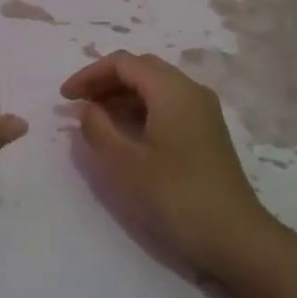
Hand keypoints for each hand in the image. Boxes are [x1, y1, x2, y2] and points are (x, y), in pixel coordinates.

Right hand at [60, 50, 285, 278]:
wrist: (232, 235)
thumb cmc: (174, 195)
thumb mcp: (125, 163)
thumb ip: (98, 128)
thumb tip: (86, 108)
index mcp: (172, 90)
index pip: (124, 63)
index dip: (89, 74)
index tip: (64, 97)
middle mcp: (191, 91)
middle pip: (142, 70)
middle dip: (105, 81)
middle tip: (77, 104)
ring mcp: (202, 111)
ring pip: (155, 87)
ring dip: (122, 96)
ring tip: (93, 119)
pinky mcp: (205, 131)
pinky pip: (167, 105)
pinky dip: (140, 110)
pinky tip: (122, 133)